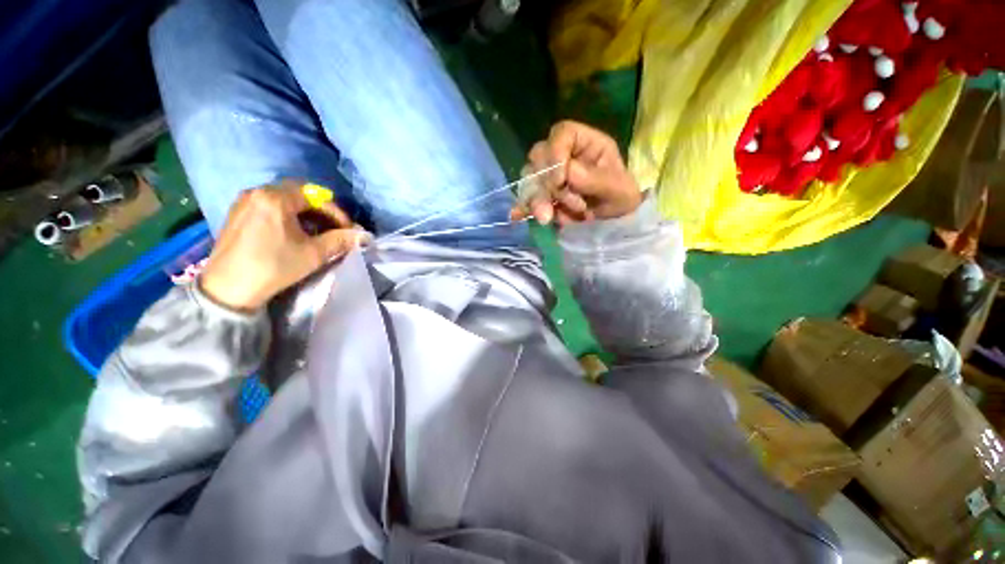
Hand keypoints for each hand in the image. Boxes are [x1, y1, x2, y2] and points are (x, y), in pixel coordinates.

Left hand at [199, 181, 369, 311]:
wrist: (228, 288)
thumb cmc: (274, 267)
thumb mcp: (313, 254)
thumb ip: (340, 240)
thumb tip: (364, 235)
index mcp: (276, 198)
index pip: (316, 196)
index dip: (337, 212)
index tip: (348, 229)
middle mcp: (258, 192)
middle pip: (299, 193)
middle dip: (321, 210)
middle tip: (334, 228)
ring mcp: (244, 201)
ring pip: (284, 198)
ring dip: (305, 212)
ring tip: (316, 231)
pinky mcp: (237, 213)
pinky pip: (269, 205)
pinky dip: (287, 214)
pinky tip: (294, 231)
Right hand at [511, 121, 641, 226]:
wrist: (613, 221)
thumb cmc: (620, 199)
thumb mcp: (618, 189)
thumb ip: (595, 178)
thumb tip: (566, 172)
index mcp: (585, 144)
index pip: (562, 133)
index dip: (555, 154)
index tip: (559, 181)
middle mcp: (564, 156)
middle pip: (539, 157)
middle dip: (545, 184)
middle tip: (557, 205)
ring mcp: (549, 176)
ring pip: (530, 178)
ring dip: (535, 199)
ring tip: (546, 218)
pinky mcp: (542, 196)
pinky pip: (527, 197)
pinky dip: (522, 207)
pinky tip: (516, 215)